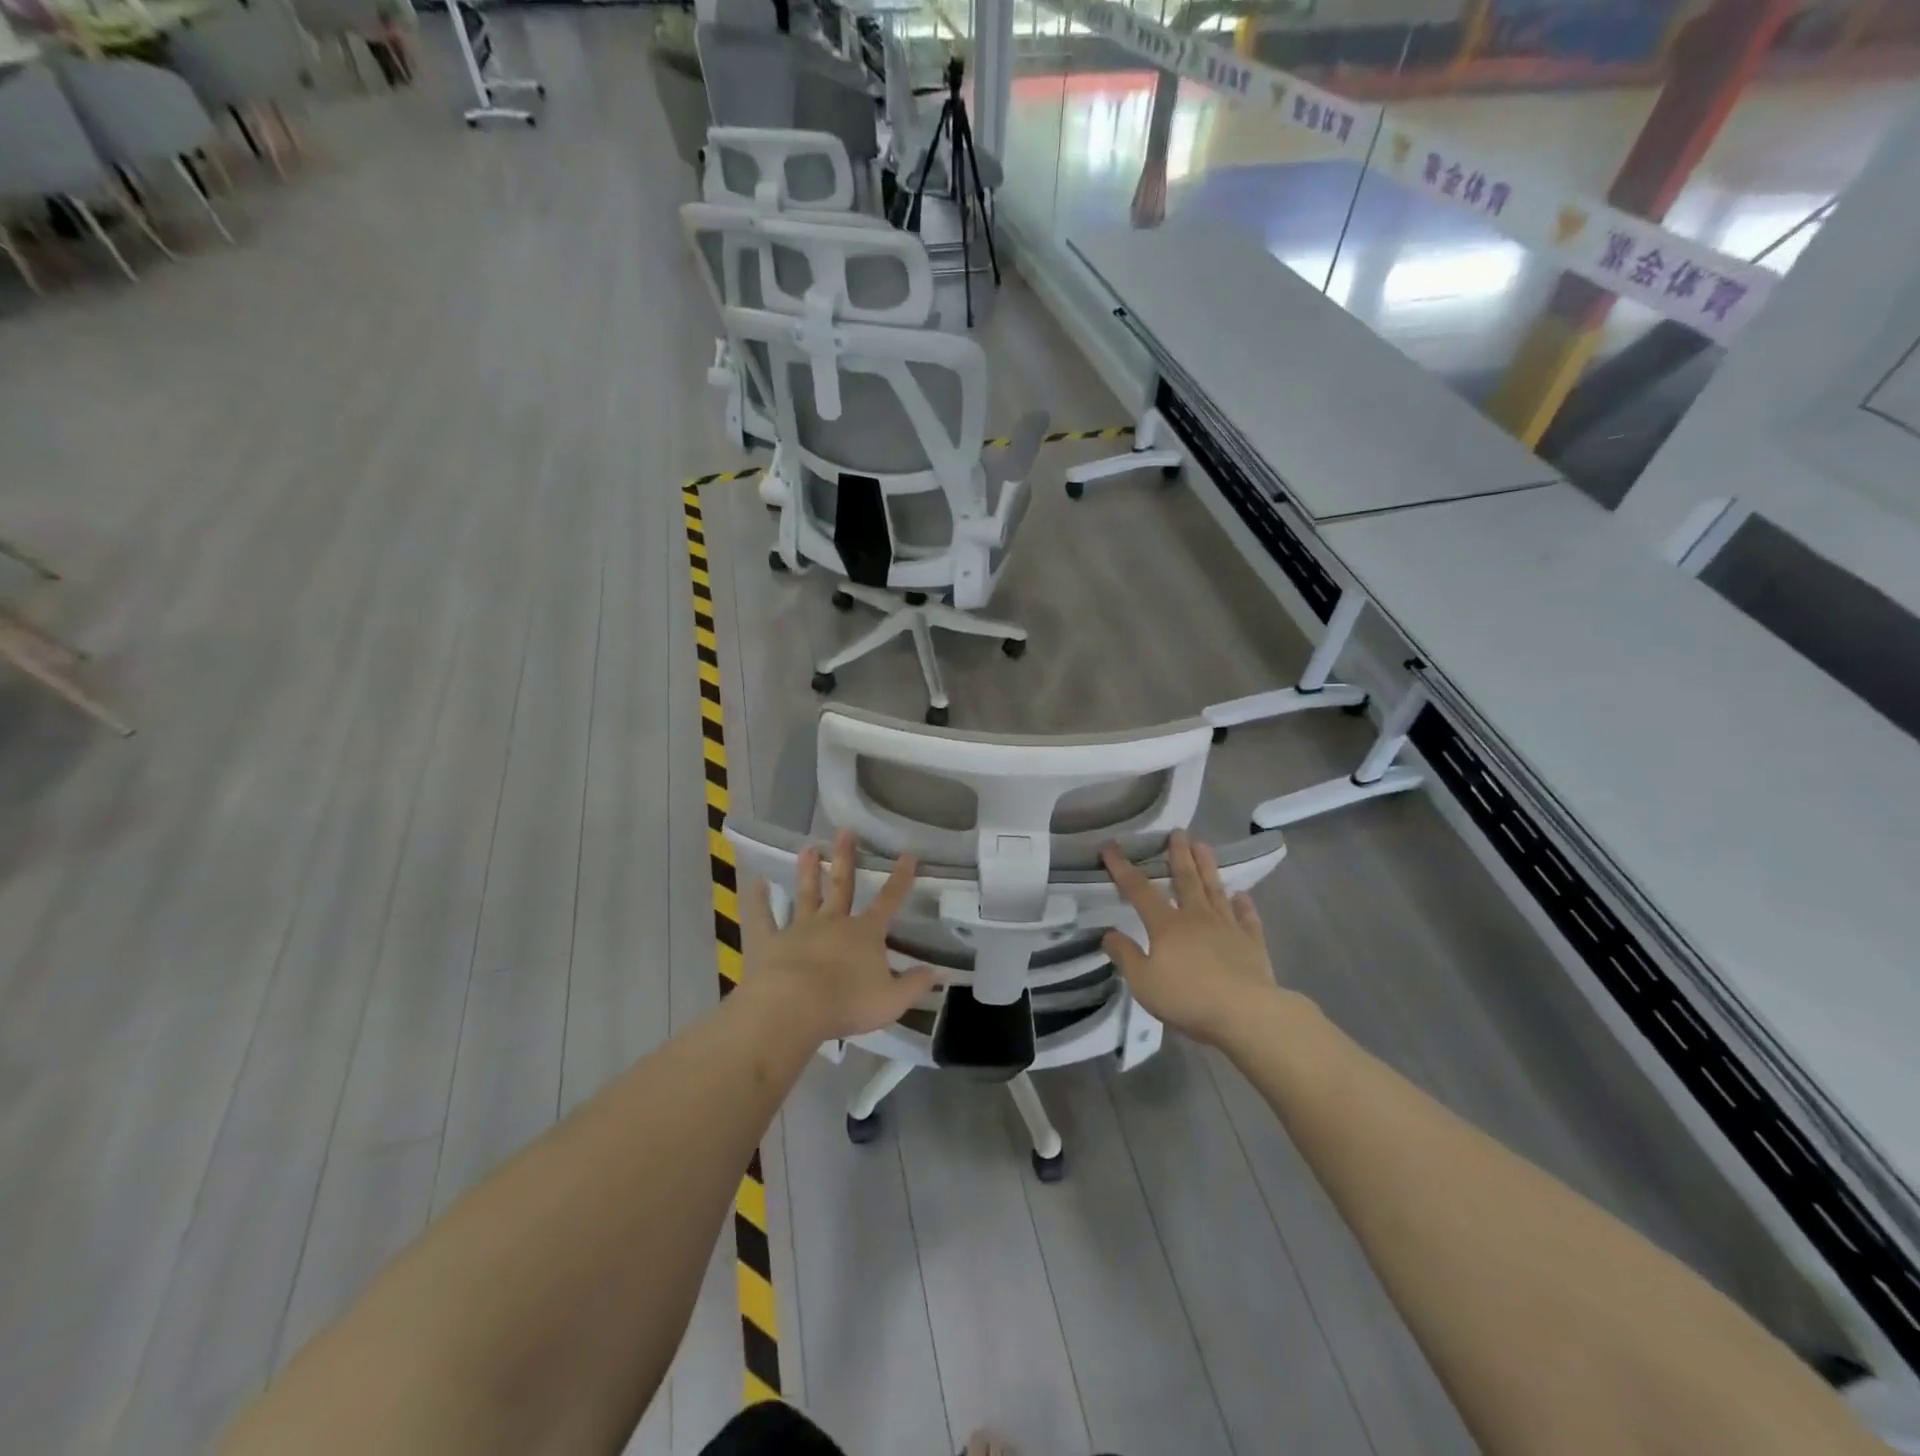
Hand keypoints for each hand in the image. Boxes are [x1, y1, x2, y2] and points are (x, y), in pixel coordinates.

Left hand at [743, 828, 938, 1041]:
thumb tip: (938, 972)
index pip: (888, 901)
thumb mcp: (892, 999)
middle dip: (846, 858)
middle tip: (845, 832)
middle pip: (842, 885)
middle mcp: (833, 923)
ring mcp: (800, 929)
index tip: (908, 854)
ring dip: (808, 872)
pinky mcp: (770, 942)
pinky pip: (763, 918)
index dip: (900, 878)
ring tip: (809, 848)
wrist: (795, 1007)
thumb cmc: (847, 1003)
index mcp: (865, 933)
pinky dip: (759, 901)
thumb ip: (915, 984)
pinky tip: (755, 884)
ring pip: (806, 895)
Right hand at [1100, 829, 1276, 1045]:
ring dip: (1208, 867)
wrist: (1246, 1013)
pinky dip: (1244, 905)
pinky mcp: (1252, 943)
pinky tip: (1242, 895)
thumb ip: (1125, 955)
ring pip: (1215, 890)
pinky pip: (1247, 918)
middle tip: (1177, 832)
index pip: (1139, 890)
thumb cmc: (1188, 997)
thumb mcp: (1143, 982)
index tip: (1110, 846)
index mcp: (1167, 925)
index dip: (1122, 867)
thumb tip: (1108, 933)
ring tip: (1204, 845)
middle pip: (1185, 880)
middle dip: (1178, 855)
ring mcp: (1227, 927)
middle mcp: (1197, 917)